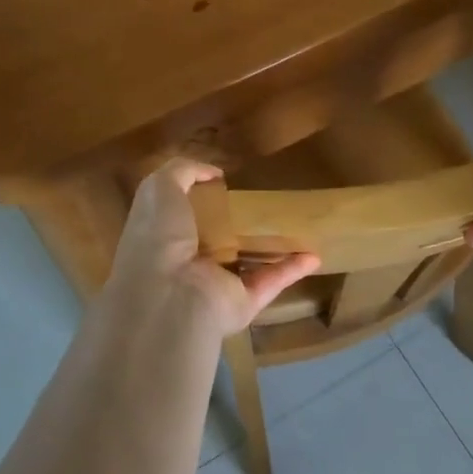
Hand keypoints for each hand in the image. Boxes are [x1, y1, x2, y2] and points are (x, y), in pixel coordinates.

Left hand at [98, 159, 318, 343]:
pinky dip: (292, 270)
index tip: (229, 184)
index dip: (203, 200)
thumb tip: (213, 173)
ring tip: (299, 227)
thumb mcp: (160, 188)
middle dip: (240, 225)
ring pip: (249, 263)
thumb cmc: (159, 237)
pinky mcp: (243, 302)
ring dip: (272, 249)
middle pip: (220, 240)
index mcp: (165, 237)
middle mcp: (190, 263)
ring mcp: (217, 285)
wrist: (169, 296)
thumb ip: (182, 171)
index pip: (184, 217)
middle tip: (268, 203)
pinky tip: (313, 255)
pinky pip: (271, 282)